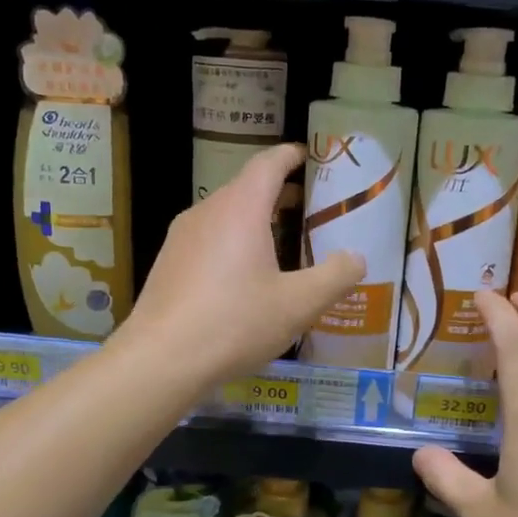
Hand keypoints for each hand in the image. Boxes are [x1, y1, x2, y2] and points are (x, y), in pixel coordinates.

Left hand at [123, 143, 364, 390]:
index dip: (291, 157)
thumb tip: (356, 258)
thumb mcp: (299, 304)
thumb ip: (335, 277)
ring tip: (281, 245)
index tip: (309, 157)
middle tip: (308, 210)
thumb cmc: (235, 322)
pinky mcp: (168, 264)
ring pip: (224, 216)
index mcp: (240, 208)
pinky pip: (207, 241)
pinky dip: (232, 244)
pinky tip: (244, 279)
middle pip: (245, 189)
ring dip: (254, 221)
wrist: (161, 359)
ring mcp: (181, 238)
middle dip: (278, 193)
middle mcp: (206, 212)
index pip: (268, 164)